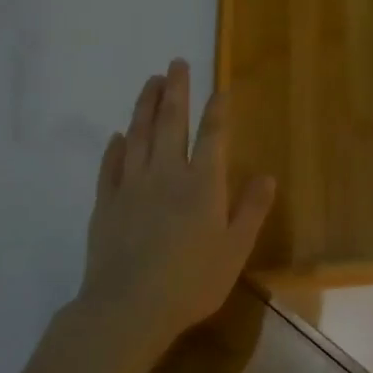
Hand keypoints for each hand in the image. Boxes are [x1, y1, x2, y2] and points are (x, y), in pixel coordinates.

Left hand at [70, 60, 276, 372]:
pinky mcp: (106, 204)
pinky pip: (110, 167)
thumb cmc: (191, 281)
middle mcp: (166, 174)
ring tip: (150, 82)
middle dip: (176, 91)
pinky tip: (117, 136)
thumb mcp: (235, 249)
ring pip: (138, 136)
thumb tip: (267, 175)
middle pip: (170, 123)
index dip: (217, 110)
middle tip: (176, 63)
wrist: (128, 308)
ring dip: (145, 106)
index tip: (219, 87)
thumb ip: (251, 209)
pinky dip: (115, 148)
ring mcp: (131, 187)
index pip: (212, 136)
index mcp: (202, 184)